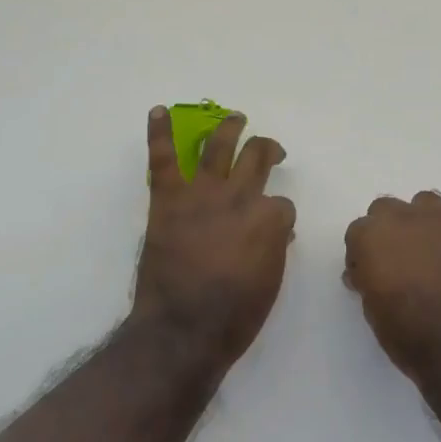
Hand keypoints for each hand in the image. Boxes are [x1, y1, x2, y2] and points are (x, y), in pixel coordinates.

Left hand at [133, 106, 295, 369]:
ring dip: (228, 127)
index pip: (282, 204)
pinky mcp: (168, 199)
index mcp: (268, 219)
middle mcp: (239, 197)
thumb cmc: (234, 316)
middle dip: (267, 149)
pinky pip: (164, 159)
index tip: (273, 229)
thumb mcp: (271, 282)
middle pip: (258, 157)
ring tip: (235, 117)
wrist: (182, 330)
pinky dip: (160, 133)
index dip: (278, 215)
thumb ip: (275, 248)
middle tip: (268, 149)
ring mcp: (202, 193)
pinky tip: (159, 111)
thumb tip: (277, 231)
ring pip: (218, 145)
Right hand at [343, 192, 440, 378]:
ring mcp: (439, 213)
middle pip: (387, 209)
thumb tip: (366, 271)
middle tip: (405, 262)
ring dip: (426, 223)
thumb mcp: (373, 311)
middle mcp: (400, 216)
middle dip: (392, 232)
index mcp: (369, 237)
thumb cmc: (411, 335)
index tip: (375, 274)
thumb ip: (367, 279)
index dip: (366, 254)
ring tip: (439, 252)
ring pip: (426, 202)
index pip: (359, 232)